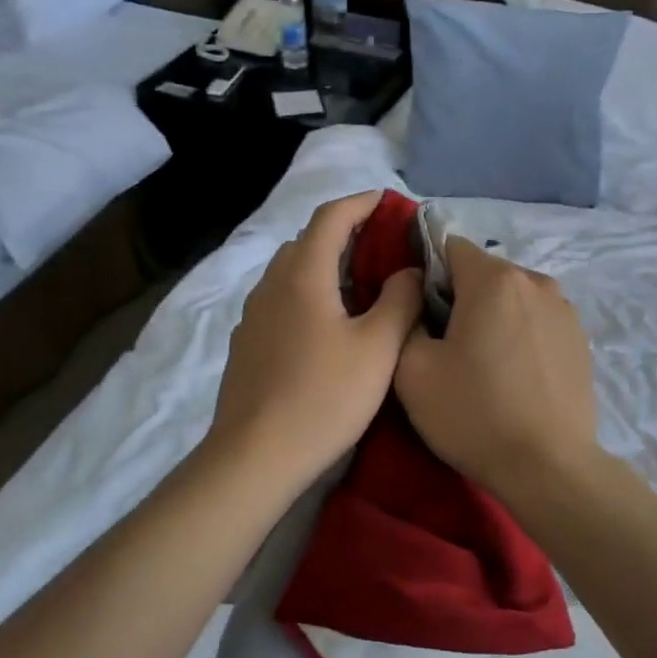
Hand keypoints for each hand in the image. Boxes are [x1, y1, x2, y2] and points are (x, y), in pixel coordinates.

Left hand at [208, 192, 422, 492]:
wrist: (256, 455)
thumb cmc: (324, 396)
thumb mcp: (378, 347)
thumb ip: (400, 300)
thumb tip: (408, 270)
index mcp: (303, 275)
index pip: (331, 216)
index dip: (362, 202)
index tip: (391, 203)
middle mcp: (271, 284)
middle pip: (308, 241)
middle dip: (346, 234)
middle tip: (384, 250)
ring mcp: (254, 315)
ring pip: (292, 273)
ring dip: (326, 266)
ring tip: (362, 287)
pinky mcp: (248, 343)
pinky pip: (282, 300)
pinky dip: (310, 294)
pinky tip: (330, 326)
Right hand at [393, 236, 602, 505]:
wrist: (548, 467)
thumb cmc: (474, 414)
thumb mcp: (412, 370)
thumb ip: (407, 318)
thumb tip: (420, 301)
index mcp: (494, 279)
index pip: (450, 247)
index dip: (427, 273)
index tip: (419, 312)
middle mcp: (536, 281)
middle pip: (484, 273)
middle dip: (461, 297)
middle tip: (446, 346)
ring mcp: (565, 310)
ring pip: (513, 298)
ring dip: (493, 317)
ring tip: (484, 365)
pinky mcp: (581, 340)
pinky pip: (537, 322)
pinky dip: (520, 336)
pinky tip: (515, 377)